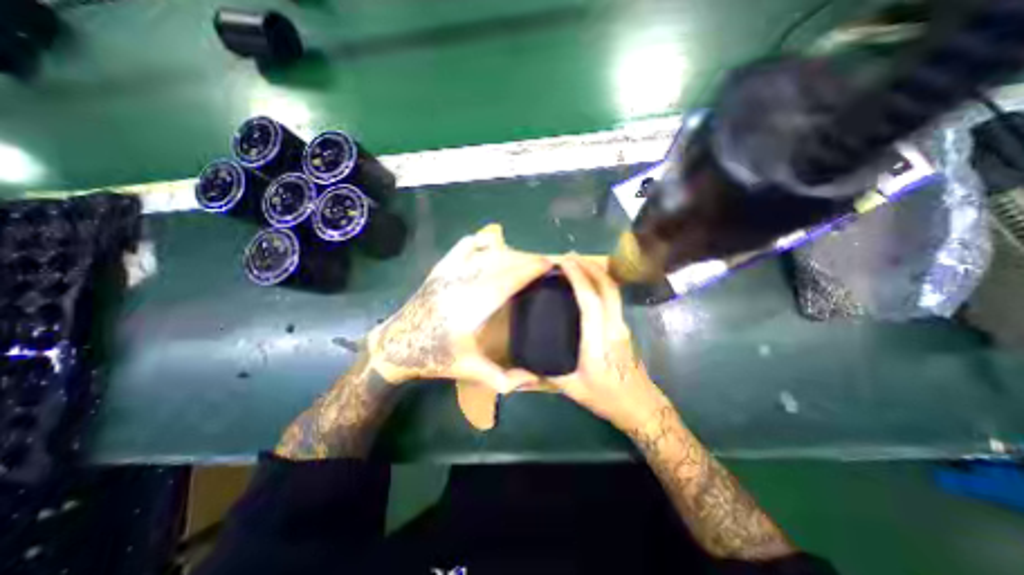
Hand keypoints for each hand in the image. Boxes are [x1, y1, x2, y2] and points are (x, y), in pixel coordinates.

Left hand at [369, 222, 552, 392]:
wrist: (397, 345)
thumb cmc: (436, 358)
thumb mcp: (471, 371)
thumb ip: (504, 378)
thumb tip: (535, 377)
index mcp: (471, 309)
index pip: (507, 280)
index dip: (530, 269)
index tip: (548, 263)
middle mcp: (461, 285)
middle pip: (500, 263)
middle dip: (525, 259)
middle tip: (541, 263)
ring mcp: (448, 273)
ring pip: (484, 253)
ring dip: (507, 253)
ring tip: (521, 259)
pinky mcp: (440, 268)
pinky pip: (464, 246)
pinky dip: (481, 243)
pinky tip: (491, 248)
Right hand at [553, 256, 672, 431]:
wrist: (641, 406)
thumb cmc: (606, 399)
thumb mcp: (572, 390)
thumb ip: (548, 372)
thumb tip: (527, 358)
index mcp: (598, 344)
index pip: (590, 302)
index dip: (578, 278)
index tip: (564, 263)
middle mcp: (614, 328)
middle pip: (607, 288)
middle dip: (589, 266)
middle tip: (569, 256)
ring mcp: (623, 325)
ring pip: (614, 290)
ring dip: (597, 272)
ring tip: (577, 263)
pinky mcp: (624, 326)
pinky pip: (614, 297)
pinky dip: (601, 282)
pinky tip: (589, 282)